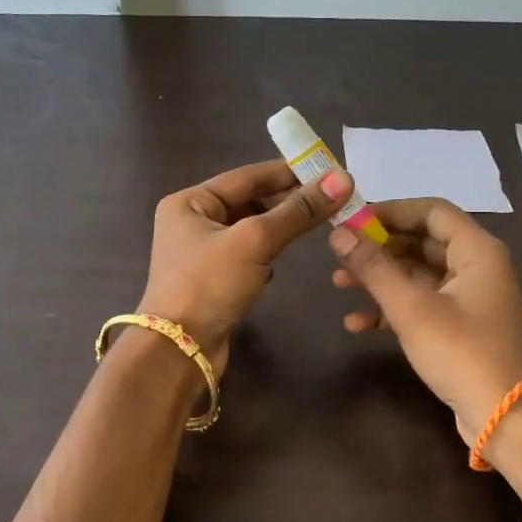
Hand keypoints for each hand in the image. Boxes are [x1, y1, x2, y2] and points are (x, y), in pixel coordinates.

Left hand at [139, 161, 353, 371]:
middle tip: (331, 200)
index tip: (328, 170)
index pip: (246, 176)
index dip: (287, 172)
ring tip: (314, 225)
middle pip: (248, 201)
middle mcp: (191, 222)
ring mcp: (201, 254)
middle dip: (286, 201)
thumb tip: (343, 178)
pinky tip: (279, 263)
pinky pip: (247, 256)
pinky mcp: (212, 281)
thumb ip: (298, 211)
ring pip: (249, 230)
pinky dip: (266, 255)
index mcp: (189, 202)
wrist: (179, 351)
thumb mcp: (254, 240)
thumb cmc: (209, 284)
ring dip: (278, 228)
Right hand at [329, 199, 521, 444]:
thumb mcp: (411, 307)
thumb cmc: (460, 351)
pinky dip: (391, 308)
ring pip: (417, 274)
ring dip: (379, 278)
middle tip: (339, 254)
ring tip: (339, 284)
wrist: (502, 416)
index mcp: (477, 250)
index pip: (431, 211)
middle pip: (421, 242)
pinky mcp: (459, 326)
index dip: (390, 210)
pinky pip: (421, 303)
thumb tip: (339, 234)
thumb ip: (373, 267)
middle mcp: (476, 267)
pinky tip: (357, 323)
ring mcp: (468, 298)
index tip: (352, 220)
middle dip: (378, 248)